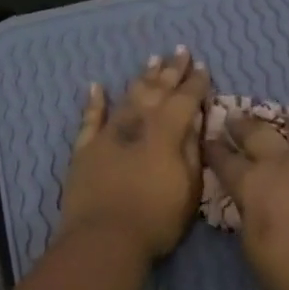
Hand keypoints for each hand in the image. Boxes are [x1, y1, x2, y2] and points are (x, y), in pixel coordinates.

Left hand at [58, 47, 211, 260]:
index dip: (196, 83)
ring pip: (128, 97)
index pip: (185, 99)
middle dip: (170, 70)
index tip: (203, 67)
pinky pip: (90, 119)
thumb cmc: (156, 218)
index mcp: (167, 132)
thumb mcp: (189, 187)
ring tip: (151, 60)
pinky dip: (94, 102)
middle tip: (180, 51)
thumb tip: (195, 120)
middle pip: (156, 90)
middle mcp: (137, 123)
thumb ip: (192, 150)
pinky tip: (96, 87)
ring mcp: (108, 133)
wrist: (104, 238)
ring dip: (141, 78)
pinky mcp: (85, 149)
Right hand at [203, 110, 288, 289]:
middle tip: (233, 118)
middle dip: (242, 125)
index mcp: (254, 182)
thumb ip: (249, 217)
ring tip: (288, 118)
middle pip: (258, 132)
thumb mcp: (252, 248)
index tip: (207, 139)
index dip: (214, 150)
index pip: (225, 160)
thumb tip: (251, 204)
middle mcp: (284, 163)